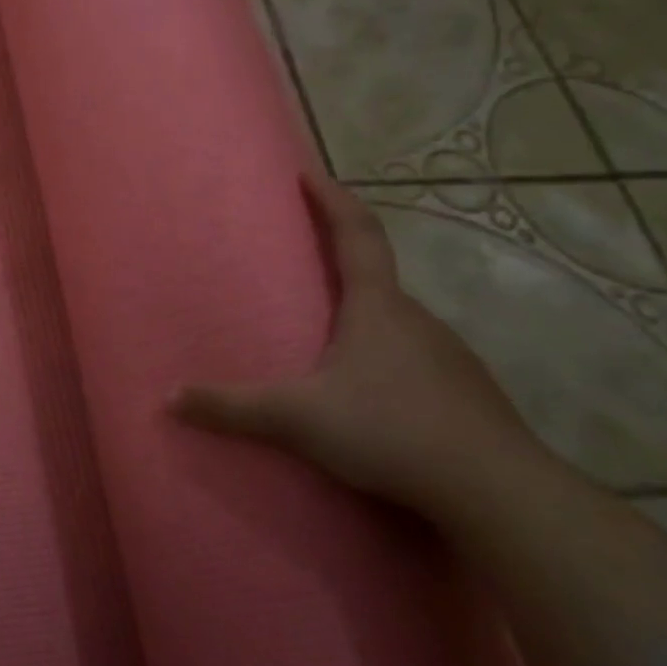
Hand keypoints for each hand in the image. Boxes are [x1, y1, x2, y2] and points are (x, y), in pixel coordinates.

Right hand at [170, 175, 542, 516]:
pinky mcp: (463, 392)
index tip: (308, 174)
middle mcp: (416, 318)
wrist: (498, 491)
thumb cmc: (391, 430)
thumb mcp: (298, 419)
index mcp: (376, 306)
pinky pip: (413, 356)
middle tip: (302, 258)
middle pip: (376, 274)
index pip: (356, 233)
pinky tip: (368, 389)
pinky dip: (384, 354)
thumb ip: (233, 408)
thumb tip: (168, 399)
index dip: (332, 199)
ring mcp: (447, 354)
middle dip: (341, 258)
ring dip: (362, 312)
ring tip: (326, 330)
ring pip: (395, 320)